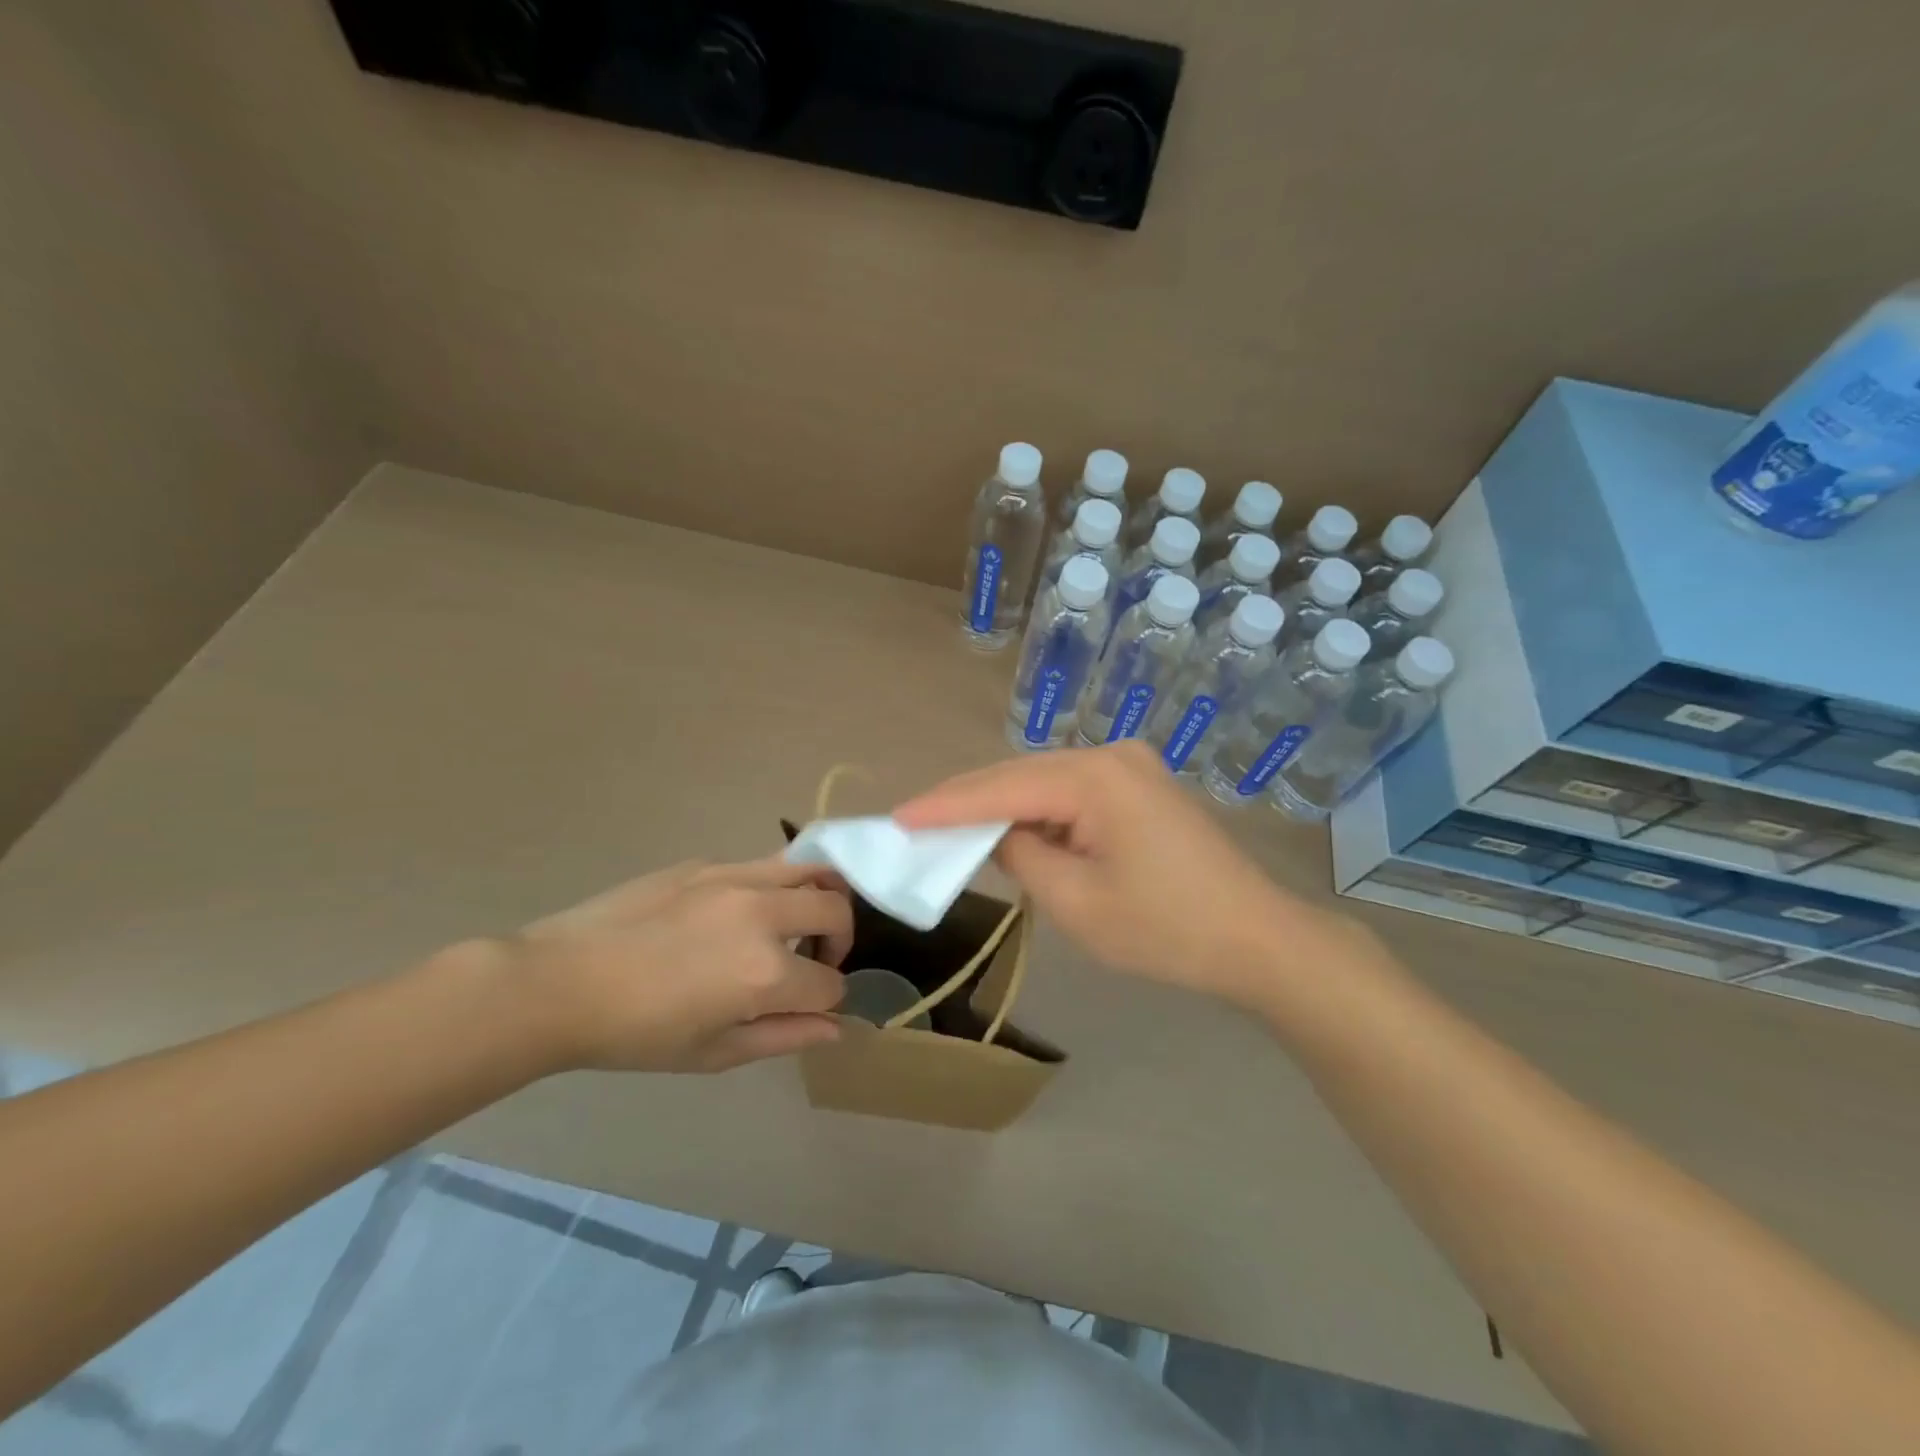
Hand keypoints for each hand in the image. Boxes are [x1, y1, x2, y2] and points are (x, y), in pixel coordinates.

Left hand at [492, 857, 852, 1073]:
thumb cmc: (636, 1034)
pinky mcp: (708, 864)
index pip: (830, 983)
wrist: (561, 982)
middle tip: (813, 961)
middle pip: (836, 911)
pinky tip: (738, 914)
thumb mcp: (713, 1053)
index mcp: (766, 972)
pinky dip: (774, 887)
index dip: (826, 1001)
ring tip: (795, 923)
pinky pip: (763, 866)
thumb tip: (836, 1027)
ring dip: (819, 898)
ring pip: (811, 871)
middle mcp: (764, 914)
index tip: (805, 1009)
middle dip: (840, 941)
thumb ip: (784, 1036)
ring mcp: (736, 879)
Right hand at [895, 743, 1348, 1006]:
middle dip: (968, 801)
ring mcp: (1130, 766)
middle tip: (915, 822)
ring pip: (1043, 781)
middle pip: (1019, 775)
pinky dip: (1037, 811)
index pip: (1000, 788)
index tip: (897, 817)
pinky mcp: (1140, 785)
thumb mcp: (1076, 902)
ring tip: (950, 827)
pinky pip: (1071, 791)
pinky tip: (1011, 828)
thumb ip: (1020, 856)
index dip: (945, 806)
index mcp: (1094, 777)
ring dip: (1001, 805)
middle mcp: (1110, 755)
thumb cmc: (1165, 930)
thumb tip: (997, 834)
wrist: (1257, 939)